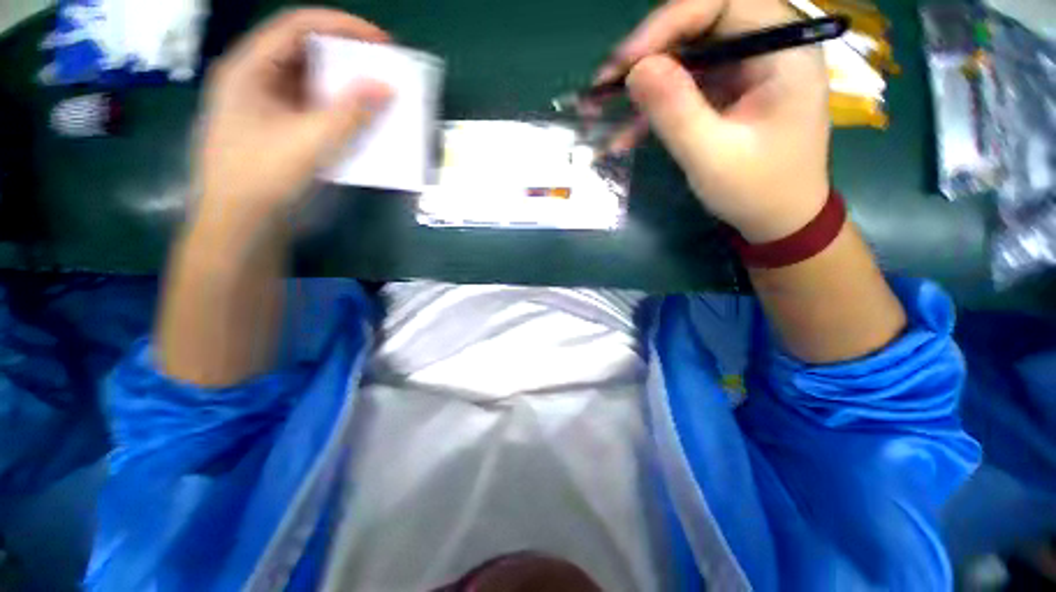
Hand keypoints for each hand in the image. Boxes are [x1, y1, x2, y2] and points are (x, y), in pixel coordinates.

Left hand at [196, 9, 392, 235]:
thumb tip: (387, 87)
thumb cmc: (265, 175)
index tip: (381, 42)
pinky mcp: (275, 128)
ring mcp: (263, 105)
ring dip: (342, 85)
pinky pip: (309, 107)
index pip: (297, 26)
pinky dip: (335, 108)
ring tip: (373, 93)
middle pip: (303, 51)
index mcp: (250, 68)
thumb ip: (352, 112)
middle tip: (380, 67)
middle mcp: (254, 78)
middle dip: (345, 56)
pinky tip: (354, 119)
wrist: (240, 221)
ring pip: (308, 81)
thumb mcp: (313, 140)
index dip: (342, 26)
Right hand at [601, 0, 830, 242]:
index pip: (722, 3)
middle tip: (606, 84)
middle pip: (700, 25)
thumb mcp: (712, 156)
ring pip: (687, 57)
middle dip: (648, 52)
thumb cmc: (757, 191)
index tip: (626, 61)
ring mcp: (746, 71)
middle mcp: (767, 48)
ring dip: (644, 83)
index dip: (668, 23)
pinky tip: (626, 134)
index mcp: (783, 50)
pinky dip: (654, 108)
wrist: (777, 219)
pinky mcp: (729, 93)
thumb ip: (676, 112)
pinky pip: (686, 87)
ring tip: (604, 108)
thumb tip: (636, 70)